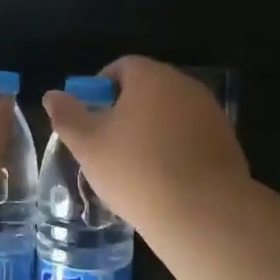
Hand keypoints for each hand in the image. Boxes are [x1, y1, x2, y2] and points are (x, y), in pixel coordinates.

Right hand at [42, 57, 248, 232]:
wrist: (203, 212)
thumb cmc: (136, 170)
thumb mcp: (88, 145)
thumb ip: (67, 116)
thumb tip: (53, 95)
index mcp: (151, 77)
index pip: (122, 66)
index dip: (100, 87)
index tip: (89, 116)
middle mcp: (186, 86)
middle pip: (148, 89)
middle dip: (126, 110)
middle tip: (107, 143)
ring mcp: (211, 114)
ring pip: (171, 114)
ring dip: (152, 130)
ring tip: (134, 166)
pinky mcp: (227, 142)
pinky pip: (191, 137)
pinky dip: (175, 149)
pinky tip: (164, 179)